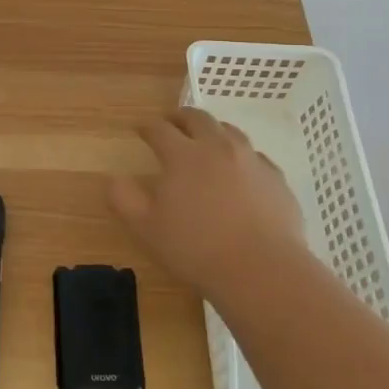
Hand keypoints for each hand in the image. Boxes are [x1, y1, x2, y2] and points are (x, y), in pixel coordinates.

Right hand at [107, 107, 307, 298]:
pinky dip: (241, 156)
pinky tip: (240, 172)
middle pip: (197, 118)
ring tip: (206, 141)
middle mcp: (217, 147)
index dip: (147, 127)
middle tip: (172, 125)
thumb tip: (112, 178)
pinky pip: (255, 156)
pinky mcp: (276, 178)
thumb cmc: (196, 249)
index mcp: (182, 155)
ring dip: (212, 130)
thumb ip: (123, 199)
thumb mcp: (146, 228)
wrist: (262, 270)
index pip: (160, 129)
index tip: (141, 131)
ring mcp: (251, 160)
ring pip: (229, 131)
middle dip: (180, 118)